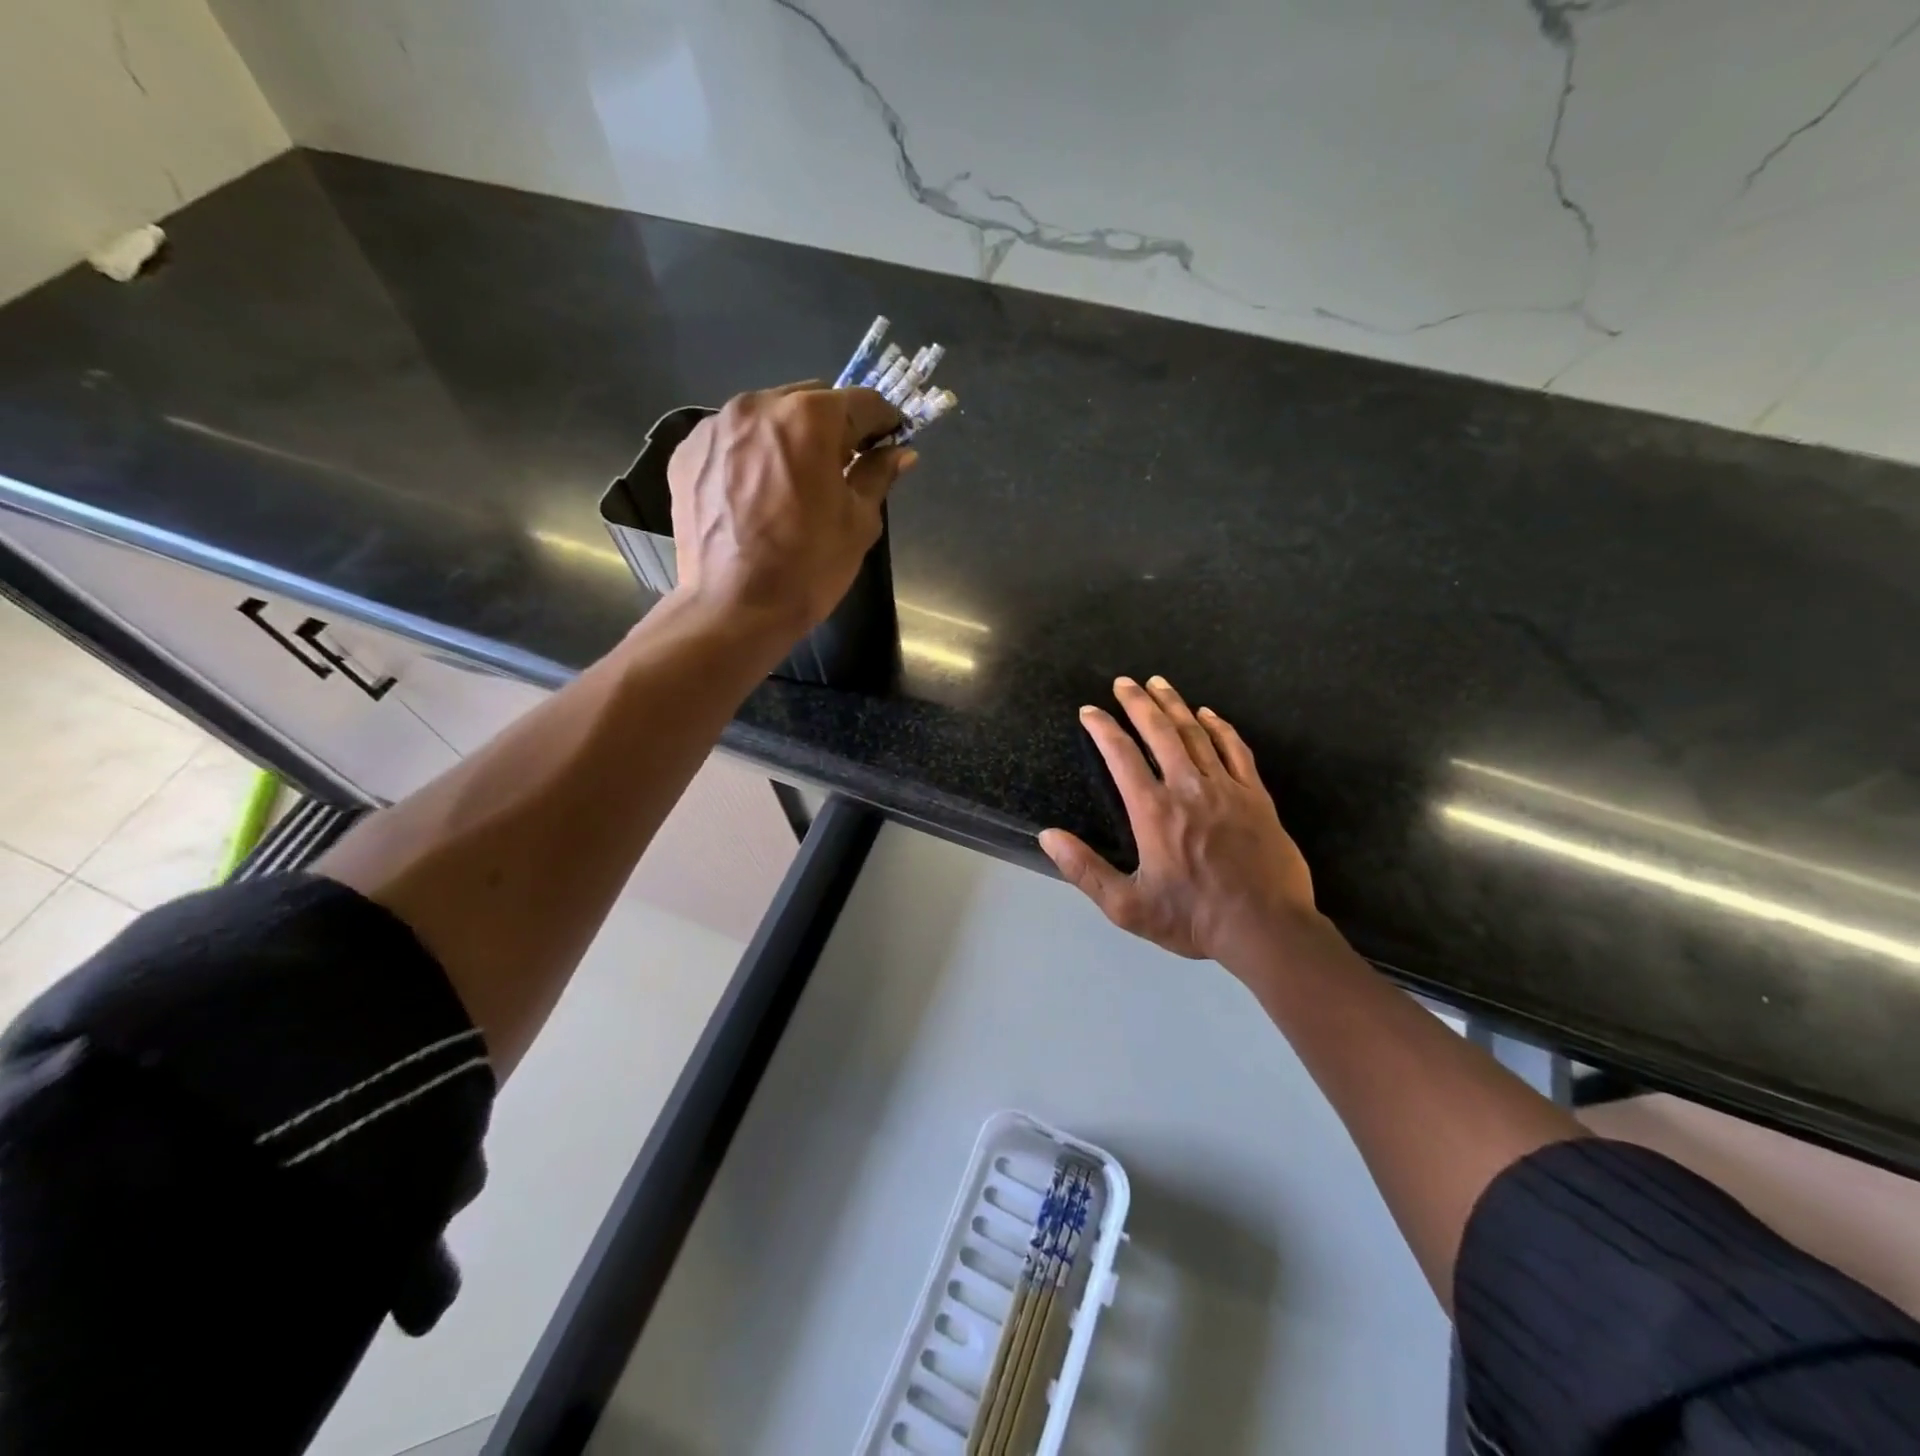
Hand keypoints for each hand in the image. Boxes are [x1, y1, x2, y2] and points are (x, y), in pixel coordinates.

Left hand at [667, 382, 915, 631]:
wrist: (733, 608)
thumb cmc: (808, 567)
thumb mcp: (858, 522)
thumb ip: (878, 475)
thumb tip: (900, 453)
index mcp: (809, 417)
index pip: (861, 402)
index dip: (884, 422)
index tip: (890, 442)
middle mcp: (758, 405)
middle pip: (810, 400)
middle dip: (832, 427)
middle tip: (841, 468)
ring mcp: (715, 427)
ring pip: (767, 417)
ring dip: (788, 438)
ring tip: (793, 482)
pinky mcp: (687, 453)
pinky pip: (731, 440)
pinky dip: (750, 455)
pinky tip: (754, 494)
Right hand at [1039, 676, 1317, 972]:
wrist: (1266, 929)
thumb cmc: (1192, 919)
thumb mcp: (1127, 906)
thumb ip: (1084, 870)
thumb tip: (1047, 836)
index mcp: (1154, 811)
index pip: (1121, 755)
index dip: (1102, 728)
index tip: (1089, 711)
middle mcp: (1188, 788)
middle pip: (1159, 732)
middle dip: (1138, 703)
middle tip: (1124, 682)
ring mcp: (1226, 788)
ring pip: (1196, 734)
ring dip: (1175, 705)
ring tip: (1159, 683)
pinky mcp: (1256, 797)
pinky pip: (1236, 750)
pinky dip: (1220, 728)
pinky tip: (1209, 714)